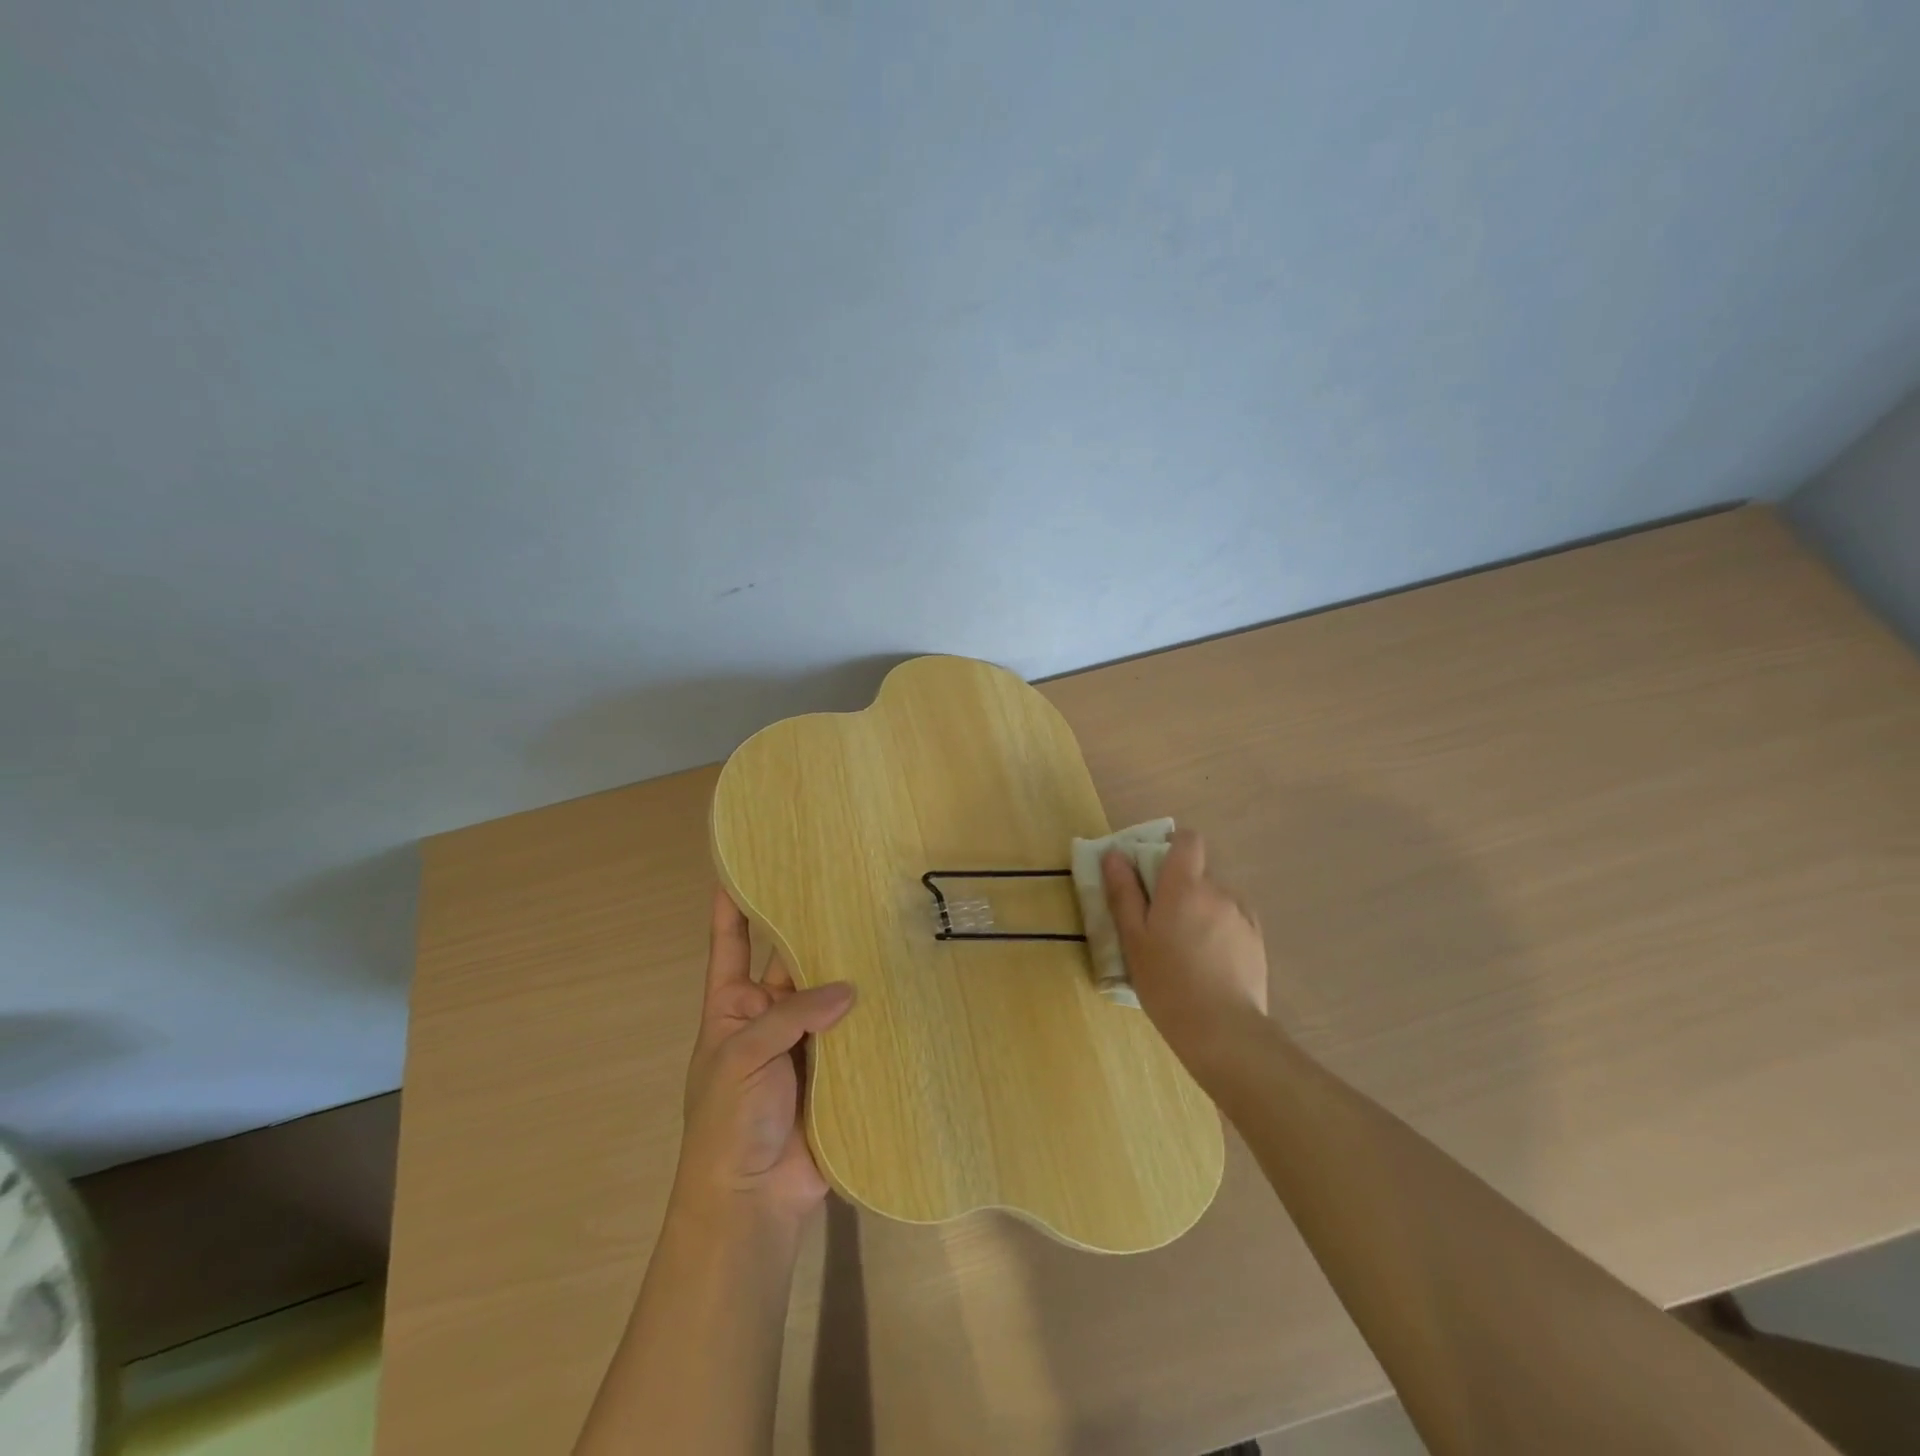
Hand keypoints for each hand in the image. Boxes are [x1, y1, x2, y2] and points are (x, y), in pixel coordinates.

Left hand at [674, 887, 855, 1225]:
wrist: (751, 1202)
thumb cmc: (727, 1122)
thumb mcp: (741, 1055)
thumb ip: (792, 1014)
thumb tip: (849, 990)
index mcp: (732, 1005)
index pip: (730, 943)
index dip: (732, 906)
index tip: (742, 865)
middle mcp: (771, 1014)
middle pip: (793, 961)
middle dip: (813, 928)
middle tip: (847, 886)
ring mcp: (807, 1042)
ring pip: (831, 993)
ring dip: (852, 969)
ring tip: (884, 926)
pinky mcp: (839, 1069)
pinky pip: (858, 1032)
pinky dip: (876, 1014)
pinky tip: (904, 984)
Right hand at [1102, 829, 1268, 1072]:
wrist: (1222, 1030)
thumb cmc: (1167, 982)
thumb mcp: (1133, 938)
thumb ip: (1124, 892)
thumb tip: (1115, 855)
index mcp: (1185, 885)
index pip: (1188, 840)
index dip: (1172, 846)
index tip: (1155, 870)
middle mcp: (1219, 891)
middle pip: (1198, 873)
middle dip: (1181, 889)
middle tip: (1162, 924)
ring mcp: (1243, 915)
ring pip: (1216, 899)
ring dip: (1201, 911)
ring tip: (1188, 950)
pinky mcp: (1257, 940)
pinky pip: (1233, 921)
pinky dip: (1220, 931)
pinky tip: (1210, 964)